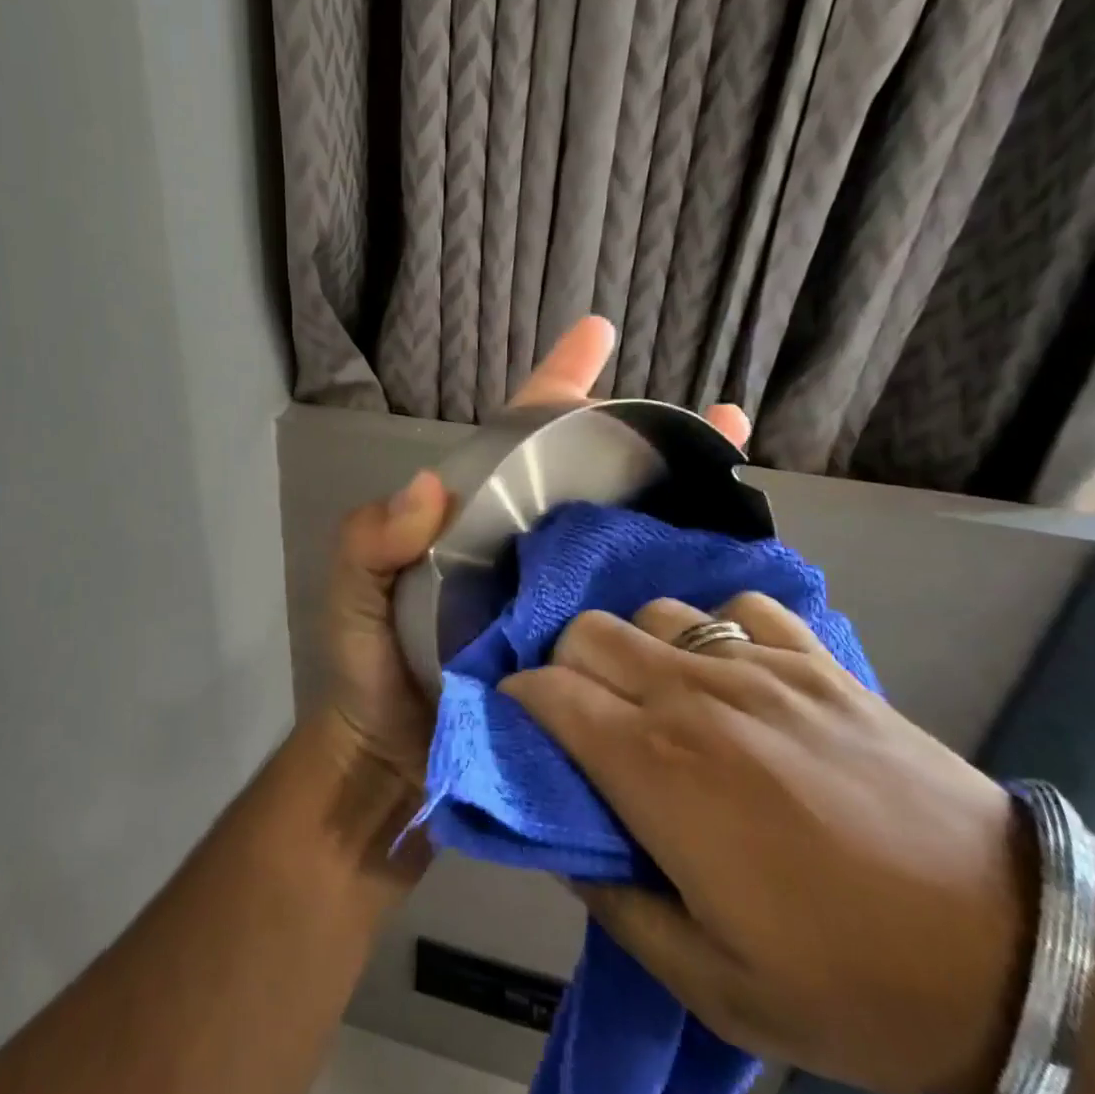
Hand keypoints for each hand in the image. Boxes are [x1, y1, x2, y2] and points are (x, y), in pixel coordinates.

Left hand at [322, 317, 750, 790]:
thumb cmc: (371, 666)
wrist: (398, 759)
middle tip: (719, 415)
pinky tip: (731, 567)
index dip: (558, 383)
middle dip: (649, 438)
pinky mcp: (589, 647)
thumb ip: (371, 539)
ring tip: (741, 465)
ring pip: (628, 531)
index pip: (519, 436)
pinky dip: (681, 579)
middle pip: (594, 475)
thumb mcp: (353, 592)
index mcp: (478, 520)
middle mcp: (529, 545)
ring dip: (684, 498)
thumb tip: (426, 488)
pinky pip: (639, 601)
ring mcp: (564, 594)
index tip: (596, 334)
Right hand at [503, 593, 1031, 1093]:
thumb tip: (569, 843)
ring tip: (659, 696)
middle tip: (584, 716)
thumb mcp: (712, 985)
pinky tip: (735, 674)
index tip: (520, 726)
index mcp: (657, 768)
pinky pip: (741, 608)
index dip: (518, 701)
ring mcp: (760, 667)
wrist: (1019, 954)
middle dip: (565, 666)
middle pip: (588, 632)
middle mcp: (694, 696)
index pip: (549, 692)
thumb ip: (615, 904)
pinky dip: (719, 629)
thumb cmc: (852, 981)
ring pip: (656, 612)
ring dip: (637, 647)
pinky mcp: (818, 661)